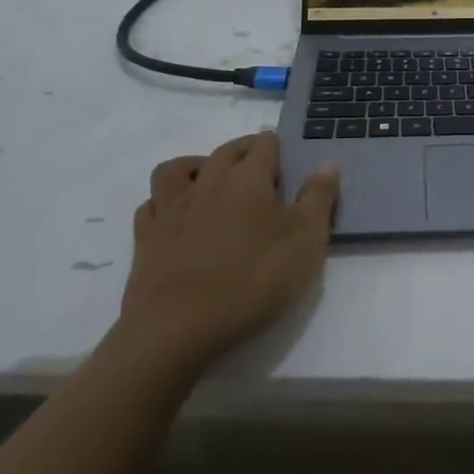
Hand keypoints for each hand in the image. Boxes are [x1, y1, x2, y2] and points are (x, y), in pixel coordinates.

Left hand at [117, 132, 338, 370]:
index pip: (264, 145)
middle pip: (226, 151)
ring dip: (197, 166)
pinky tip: (176, 215)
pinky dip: (165, 202)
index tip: (287, 162)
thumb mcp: (306, 240)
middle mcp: (209, 182)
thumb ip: (318, 198)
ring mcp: (172, 209)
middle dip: (244, 151)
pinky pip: (152, 204)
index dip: (277, 148)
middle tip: (259, 168)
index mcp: (248, 178)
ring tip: (211, 181)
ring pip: (178, 169)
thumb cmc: (253, 279)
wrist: (178, 328)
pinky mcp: (146, 238)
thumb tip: (326, 163)